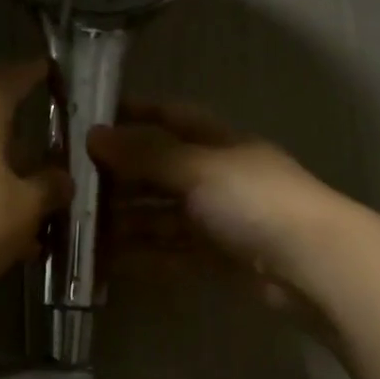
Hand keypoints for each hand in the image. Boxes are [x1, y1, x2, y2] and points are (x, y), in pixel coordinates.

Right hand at [88, 100, 345, 310]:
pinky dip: (141, 256)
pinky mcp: (215, 261)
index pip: (172, 118)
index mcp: (219, 144)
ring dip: (124, 222)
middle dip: (119, 178)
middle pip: (159, 173)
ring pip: (160, 217)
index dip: (135, 115)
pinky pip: (169, 253)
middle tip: (70, 187)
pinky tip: (107, 262)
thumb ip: (147, 154)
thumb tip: (94, 135)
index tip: (92, 121)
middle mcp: (216, 179)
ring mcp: (216, 222)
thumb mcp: (199, 168)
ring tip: (79, 230)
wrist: (309, 263)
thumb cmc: (255, 200)